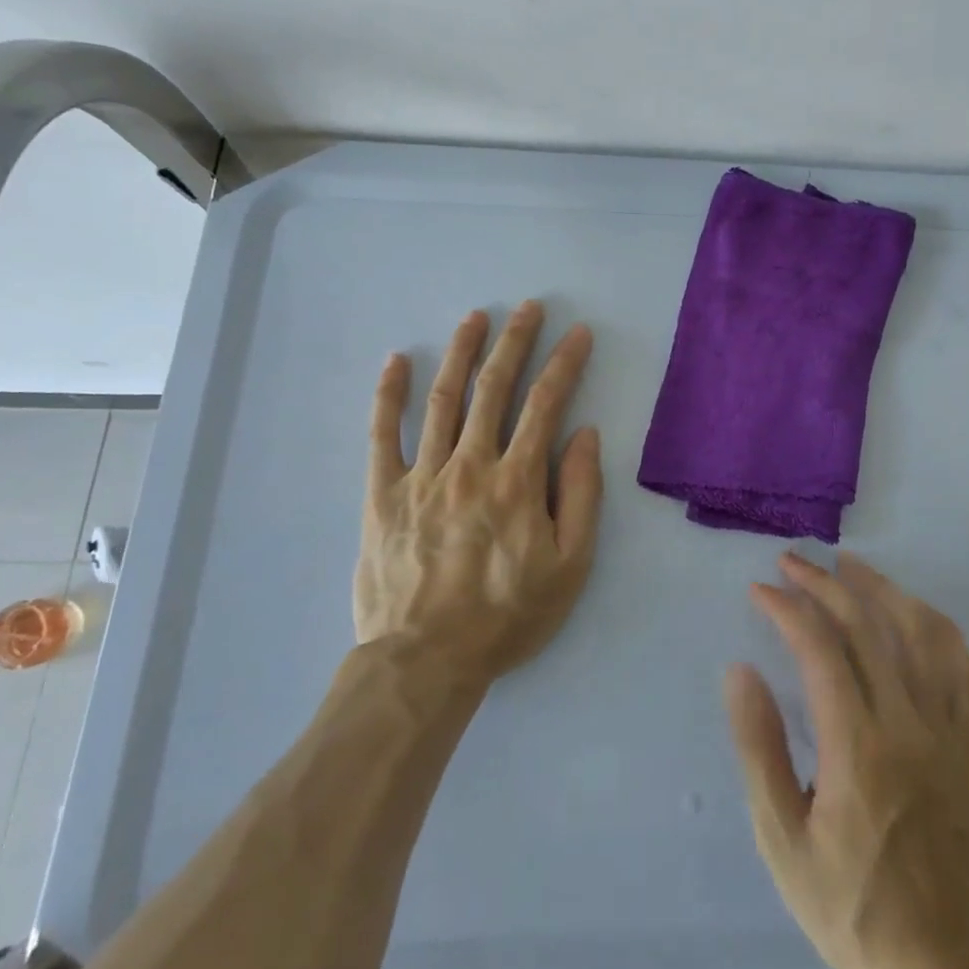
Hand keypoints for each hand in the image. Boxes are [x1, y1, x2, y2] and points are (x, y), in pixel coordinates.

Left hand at [355, 303, 601, 685]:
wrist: (425, 661)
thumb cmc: (507, 616)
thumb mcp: (570, 566)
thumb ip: (581, 495)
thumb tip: (585, 435)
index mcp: (517, 481)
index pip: (546, 404)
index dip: (565, 363)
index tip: (579, 333)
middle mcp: (470, 464)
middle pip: (494, 388)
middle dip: (515, 341)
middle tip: (529, 307)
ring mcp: (422, 475)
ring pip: (443, 399)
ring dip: (461, 352)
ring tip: (475, 317)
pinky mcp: (383, 494)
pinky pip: (382, 435)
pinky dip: (389, 395)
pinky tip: (396, 362)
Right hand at [725, 552, 968, 968]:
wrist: (934, 959)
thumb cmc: (845, 903)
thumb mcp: (780, 840)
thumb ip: (758, 749)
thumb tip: (741, 670)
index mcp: (858, 750)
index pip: (821, 650)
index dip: (788, 609)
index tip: (760, 590)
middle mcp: (908, 726)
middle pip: (867, 628)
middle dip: (822, 585)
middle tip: (789, 562)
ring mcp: (946, 730)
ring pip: (919, 632)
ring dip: (880, 588)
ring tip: (846, 564)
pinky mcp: (967, 741)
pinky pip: (960, 664)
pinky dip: (932, 624)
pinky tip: (909, 609)